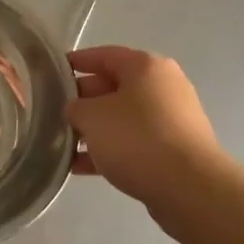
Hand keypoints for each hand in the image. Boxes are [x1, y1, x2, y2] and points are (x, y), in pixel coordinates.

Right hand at [68, 45, 218, 216]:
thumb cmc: (137, 138)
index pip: (103, 55)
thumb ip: (76, 108)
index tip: (53, 71)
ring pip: (124, 117)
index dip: (76, 62)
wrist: (191, 189)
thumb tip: (76, 111)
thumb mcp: (92, 117)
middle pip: (114, 86)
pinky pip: (135, 142)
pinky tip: (82, 167)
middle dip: (84, 101)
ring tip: (65, 144)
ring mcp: (173, 119)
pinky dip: (111, 150)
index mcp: (145, 66)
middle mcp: (163, 86)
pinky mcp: (176, 150)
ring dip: (95, 130)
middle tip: (57, 113)